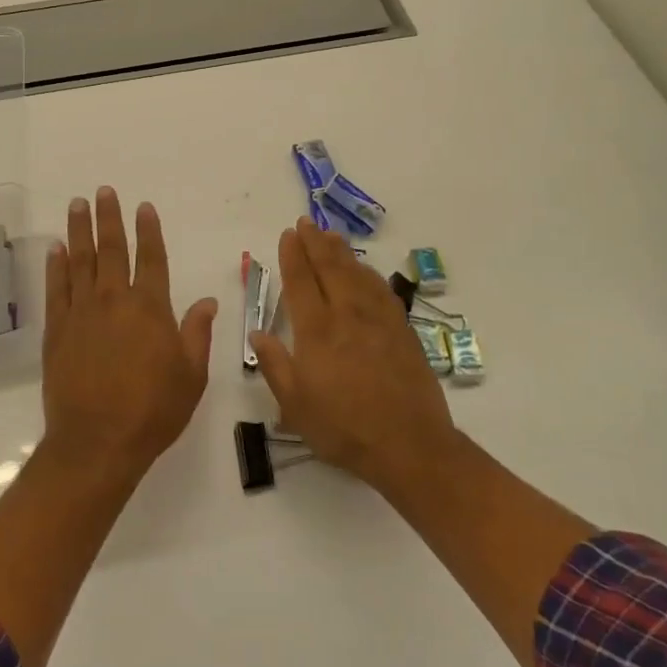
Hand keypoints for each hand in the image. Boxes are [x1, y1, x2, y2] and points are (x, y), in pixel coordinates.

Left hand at [42, 188, 218, 483]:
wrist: (97, 442)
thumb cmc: (152, 411)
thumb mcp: (191, 376)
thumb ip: (197, 333)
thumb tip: (208, 301)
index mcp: (150, 308)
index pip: (152, 258)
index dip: (149, 231)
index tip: (144, 207)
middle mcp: (115, 300)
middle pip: (112, 249)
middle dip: (109, 218)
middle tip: (103, 192)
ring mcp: (82, 312)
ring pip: (81, 260)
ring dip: (80, 230)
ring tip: (78, 205)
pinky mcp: (57, 329)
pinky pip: (57, 288)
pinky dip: (56, 265)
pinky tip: (56, 249)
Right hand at [251, 218, 457, 493]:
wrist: (409, 445)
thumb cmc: (344, 428)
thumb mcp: (295, 406)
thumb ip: (275, 365)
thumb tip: (257, 332)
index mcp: (317, 331)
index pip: (301, 282)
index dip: (293, 255)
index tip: (288, 234)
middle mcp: (347, 315)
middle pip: (330, 268)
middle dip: (315, 242)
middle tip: (306, 222)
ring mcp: (378, 320)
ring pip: (357, 273)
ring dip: (342, 251)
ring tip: (331, 235)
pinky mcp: (402, 330)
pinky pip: (382, 290)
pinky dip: (369, 273)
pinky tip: (365, 270)